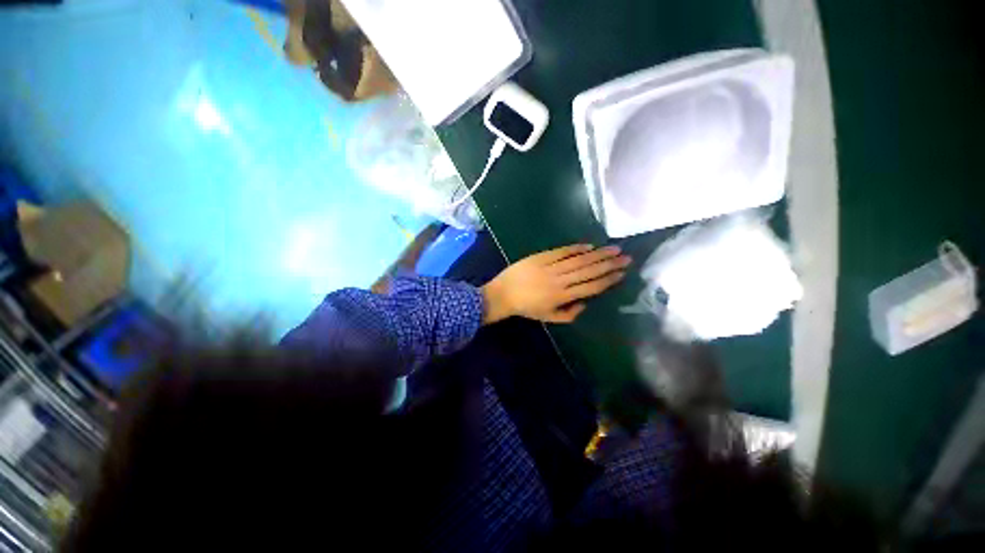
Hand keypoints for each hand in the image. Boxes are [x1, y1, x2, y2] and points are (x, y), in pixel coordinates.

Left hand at [481, 244, 630, 323]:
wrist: (503, 294)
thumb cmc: (526, 308)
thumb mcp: (548, 317)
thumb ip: (569, 314)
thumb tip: (585, 304)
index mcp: (562, 296)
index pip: (591, 287)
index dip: (607, 280)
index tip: (622, 273)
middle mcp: (560, 281)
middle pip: (589, 271)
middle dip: (609, 264)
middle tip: (626, 257)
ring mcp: (550, 267)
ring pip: (578, 260)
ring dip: (597, 254)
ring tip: (613, 248)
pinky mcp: (541, 257)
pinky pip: (561, 251)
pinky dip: (575, 248)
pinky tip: (588, 245)